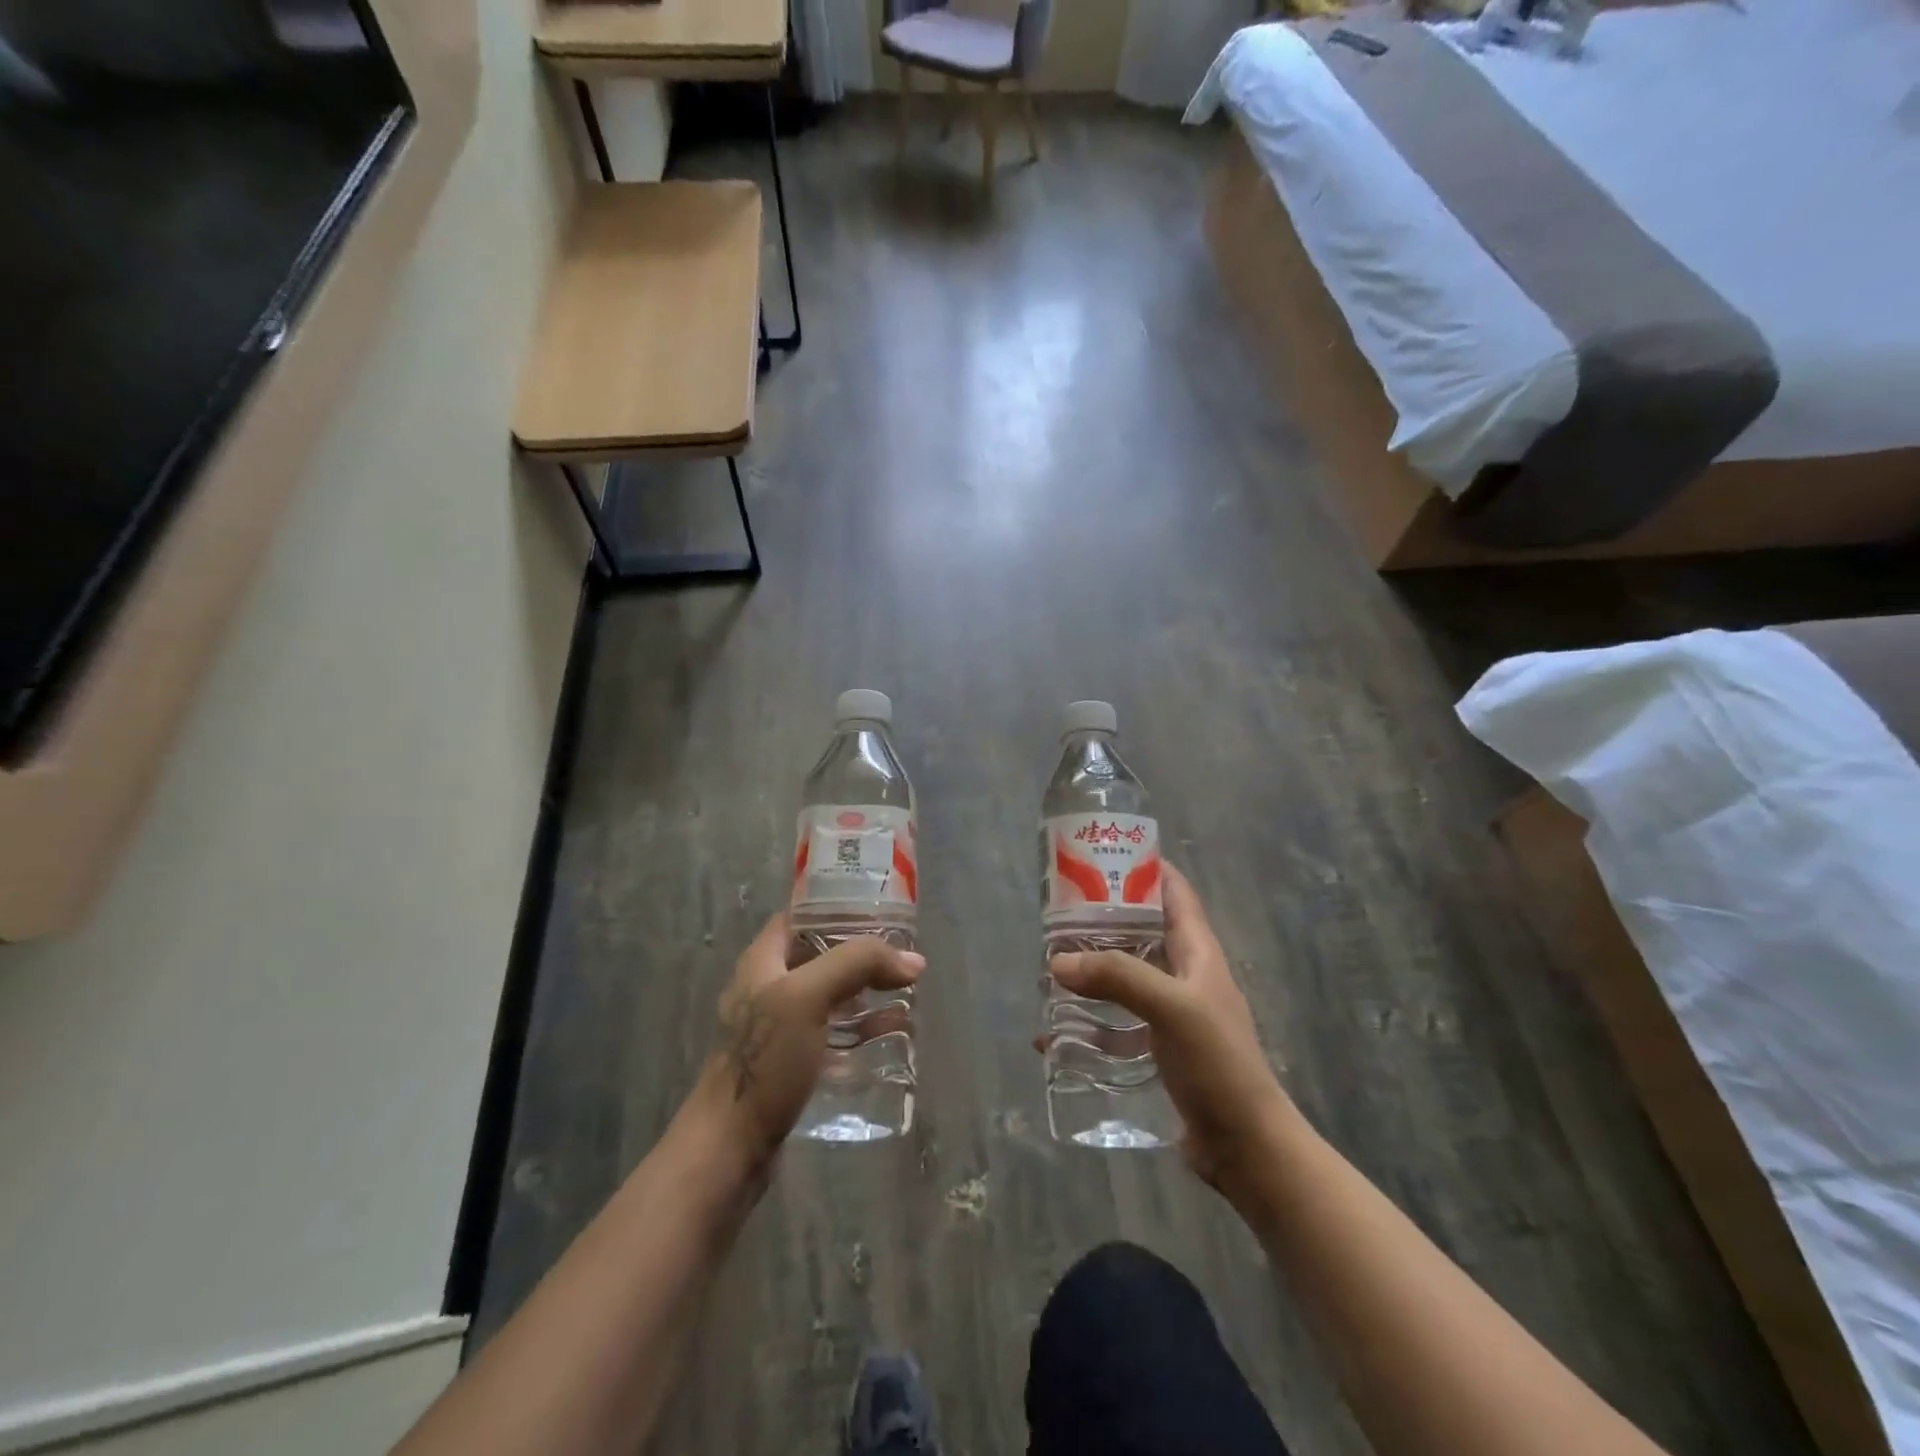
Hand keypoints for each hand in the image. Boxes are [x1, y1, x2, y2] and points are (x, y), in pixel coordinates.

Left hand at [676, 914, 924, 1182]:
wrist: (730, 1148)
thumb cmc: (765, 1061)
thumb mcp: (808, 996)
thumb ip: (857, 964)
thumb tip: (913, 960)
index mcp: (763, 961)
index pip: (801, 916)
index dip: (838, 907)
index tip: (882, 911)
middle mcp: (769, 988)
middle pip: (821, 955)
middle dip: (863, 953)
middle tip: (904, 955)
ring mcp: (780, 1028)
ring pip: (831, 995)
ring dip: (867, 991)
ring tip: (907, 991)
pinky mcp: (792, 1063)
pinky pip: (834, 1033)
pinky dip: (862, 1028)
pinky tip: (892, 1033)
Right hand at [1048, 864, 1292, 1190]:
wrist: (1246, 1147)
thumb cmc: (1218, 1064)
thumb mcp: (1172, 1008)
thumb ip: (1118, 977)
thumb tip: (1058, 961)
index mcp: (1198, 952)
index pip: (1175, 892)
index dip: (1146, 867)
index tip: (1102, 855)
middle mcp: (1186, 975)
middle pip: (1142, 931)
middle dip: (1104, 919)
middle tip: (1058, 913)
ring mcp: (1173, 1013)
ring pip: (1127, 975)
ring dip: (1093, 969)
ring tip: (1051, 965)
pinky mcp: (1160, 1048)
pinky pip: (1118, 1022)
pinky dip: (1089, 1020)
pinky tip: (1054, 1034)